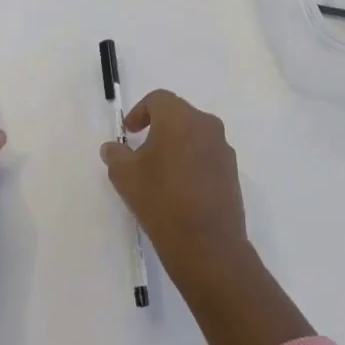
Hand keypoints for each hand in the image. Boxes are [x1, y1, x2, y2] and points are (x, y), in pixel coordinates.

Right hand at [100, 90, 247, 274]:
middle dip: (159, 127)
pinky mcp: (232, 172)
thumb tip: (112, 148)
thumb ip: (116, 154)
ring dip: (177, 144)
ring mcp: (223, 149)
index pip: (158, 99)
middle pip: (179, 115)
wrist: (207, 244)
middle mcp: (207, 126)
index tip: (129, 133)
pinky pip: (208, 155)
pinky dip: (192, 161)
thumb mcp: (125, 176)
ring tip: (161, 171)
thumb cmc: (160, 200)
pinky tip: (180, 188)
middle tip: (142, 150)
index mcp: (180, 118)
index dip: (140, 112)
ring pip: (195, 135)